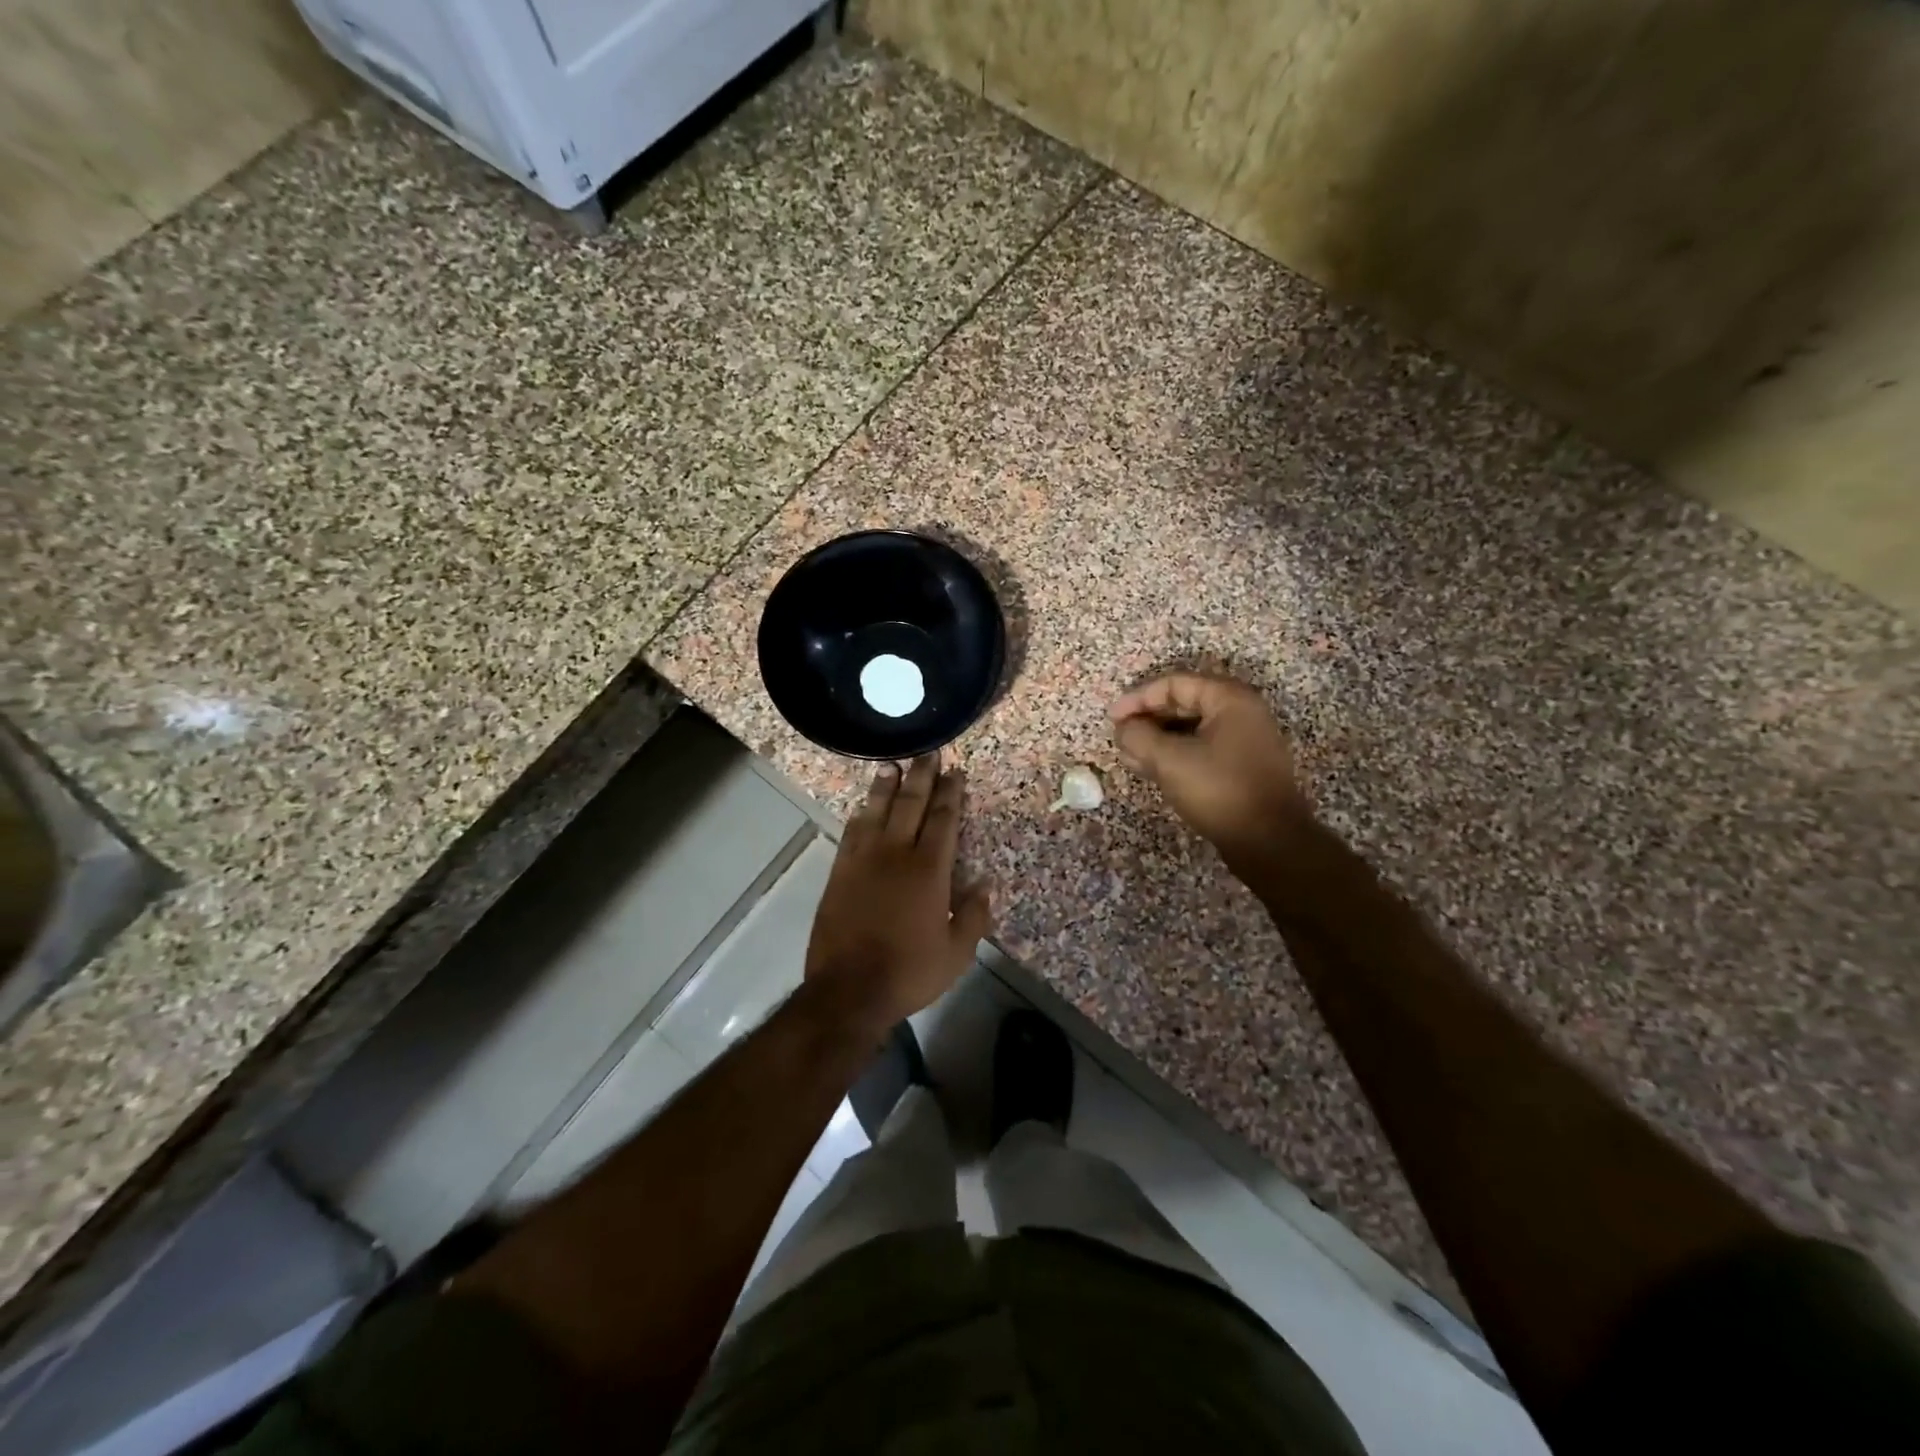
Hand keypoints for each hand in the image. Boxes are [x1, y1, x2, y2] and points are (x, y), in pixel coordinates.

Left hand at [805, 755, 992, 1032]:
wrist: (848, 990)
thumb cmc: (909, 972)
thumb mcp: (957, 953)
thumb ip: (973, 915)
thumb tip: (984, 883)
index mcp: (929, 870)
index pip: (944, 820)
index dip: (951, 794)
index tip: (956, 772)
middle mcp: (896, 854)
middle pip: (911, 804)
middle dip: (922, 777)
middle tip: (928, 753)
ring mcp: (864, 860)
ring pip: (877, 811)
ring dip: (887, 786)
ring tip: (892, 763)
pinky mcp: (840, 871)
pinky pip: (852, 832)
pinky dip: (861, 814)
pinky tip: (864, 805)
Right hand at [1109, 672, 1311, 871]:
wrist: (1270, 842)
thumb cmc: (1220, 791)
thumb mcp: (1170, 760)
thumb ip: (1139, 737)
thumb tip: (1123, 728)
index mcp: (1230, 700)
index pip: (1174, 684)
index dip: (1138, 698)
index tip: (1112, 719)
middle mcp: (1241, 713)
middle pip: (1184, 703)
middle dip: (1147, 720)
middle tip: (1120, 738)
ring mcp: (1245, 741)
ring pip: (1191, 729)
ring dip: (1158, 740)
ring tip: (1130, 757)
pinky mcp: (1242, 767)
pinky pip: (1202, 749)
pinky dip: (1175, 755)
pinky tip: (1152, 770)